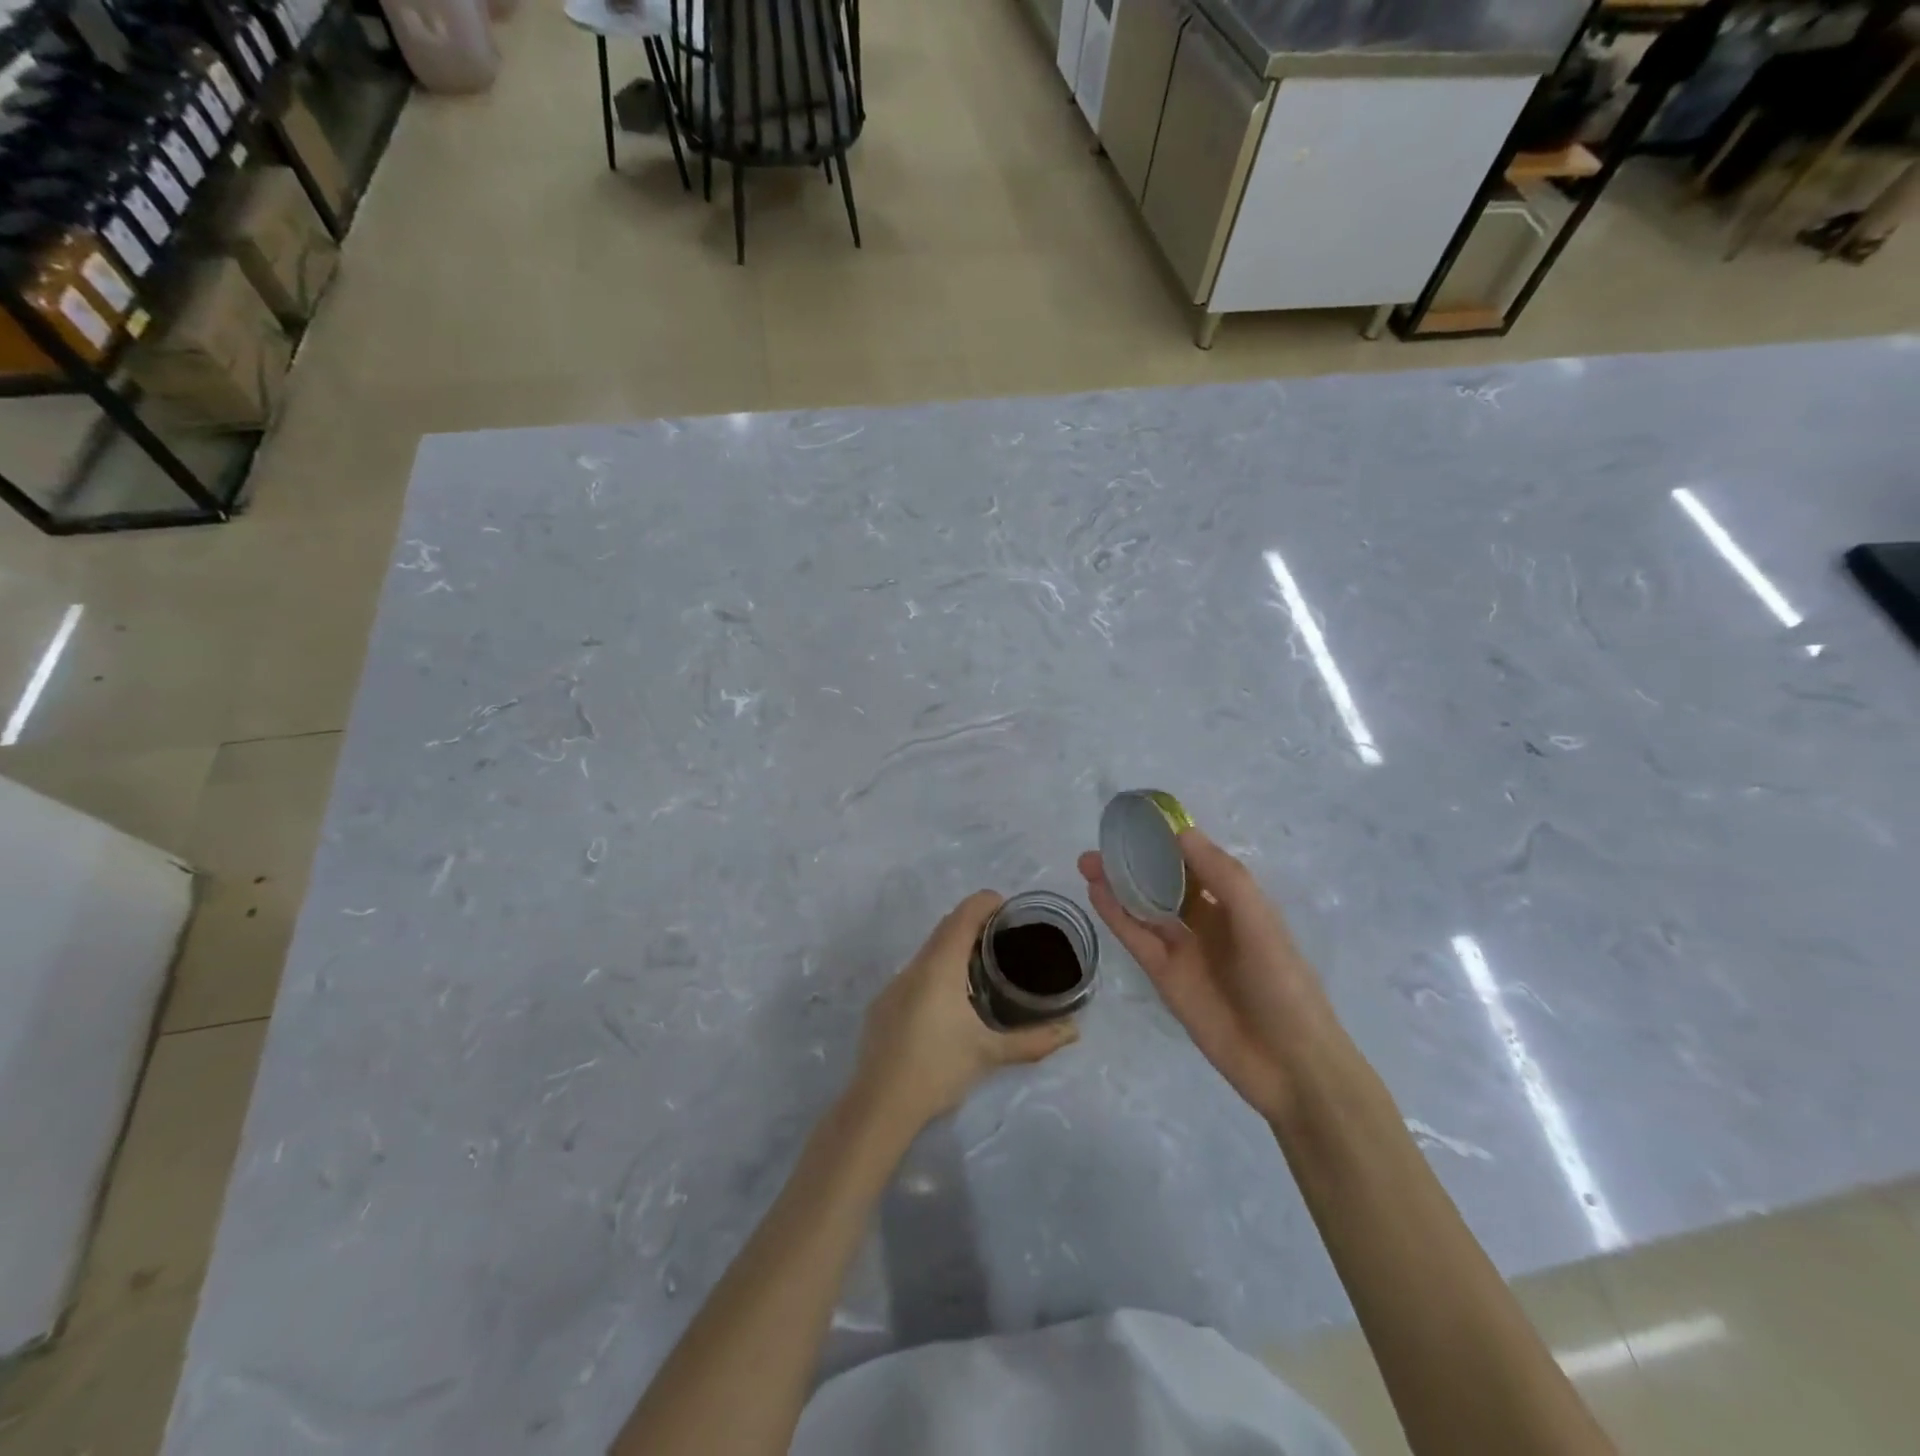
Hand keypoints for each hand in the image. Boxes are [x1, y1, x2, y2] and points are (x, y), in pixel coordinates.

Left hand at [851, 891, 1079, 1135]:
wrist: (880, 1105)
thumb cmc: (938, 1069)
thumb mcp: (990, 1054)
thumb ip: (1034, 1040)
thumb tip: (1072, 1031)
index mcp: (940, 967)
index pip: (963, 915)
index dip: (986, 903)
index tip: (1010, 909)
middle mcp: (914, 966)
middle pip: (946, 928)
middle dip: (973, 923)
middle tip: (1005, 936)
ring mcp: (894, 985)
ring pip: (928, 951)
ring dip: (953, 948)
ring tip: (983, 966)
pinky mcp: (884, 1004)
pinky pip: (915, 973)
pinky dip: (936, 971)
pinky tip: (950, 1001)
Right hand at [1078, 830, 1331, 1124]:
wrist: (1288, 1065)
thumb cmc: (1282, 985)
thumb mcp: (1258, 923)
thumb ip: (1223, 877)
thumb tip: (1182, 832)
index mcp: (1237, 904)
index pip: (1197, 861)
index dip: (1170, 840)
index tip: (1139, 819)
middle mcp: (1208, 922)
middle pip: (1165, 882)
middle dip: (1136, 862)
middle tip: (1103, 841)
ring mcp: (1184, 950)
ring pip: (1145, 908)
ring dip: (1119, 885)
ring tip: (1087, 862)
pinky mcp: (1164, 977)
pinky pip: (1137, 939)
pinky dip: (1116, 916)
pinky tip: (1096, 892)